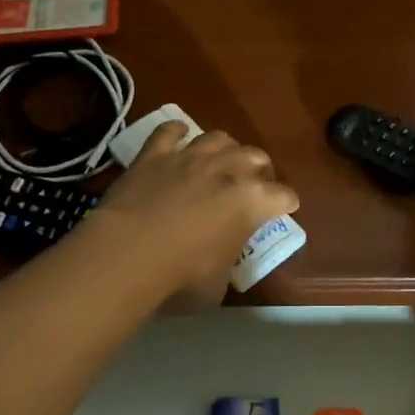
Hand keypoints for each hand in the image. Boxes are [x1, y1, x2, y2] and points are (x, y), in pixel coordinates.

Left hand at [94, 121, 298, 307]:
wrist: (128, 253)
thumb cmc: (181, 277)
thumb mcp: (218, 284)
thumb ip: (226, 262)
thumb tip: (220, 261)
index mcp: (252, 202)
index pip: (283, 196)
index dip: (286, 203)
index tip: (285, 208)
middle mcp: (227, 171)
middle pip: (256, 157)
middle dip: (260, 169)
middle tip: (254, 183)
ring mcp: (190, 158)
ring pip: (218, 138)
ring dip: (226, 148)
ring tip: (222, 160)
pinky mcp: (154, 155)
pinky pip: (169, 131)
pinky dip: (176, 131)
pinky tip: (178, 135)